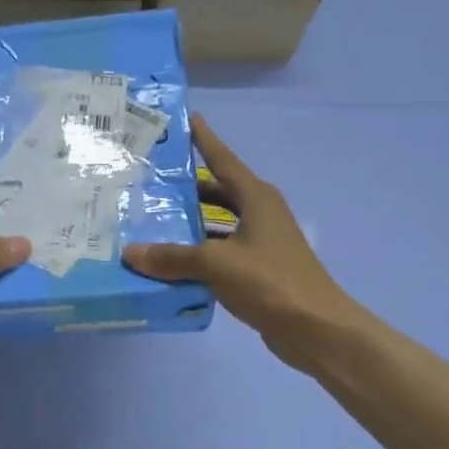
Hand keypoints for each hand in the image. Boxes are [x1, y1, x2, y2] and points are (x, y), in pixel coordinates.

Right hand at [123, 114, 367, 373]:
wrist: (318, 330)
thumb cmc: (271, 282)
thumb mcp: (216, 264)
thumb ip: (172, 257)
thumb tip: (130, 252)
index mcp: (256, 198)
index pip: (223, 159)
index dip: (204, 139)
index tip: (187, 118)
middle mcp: (260, 213)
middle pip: (218, 191)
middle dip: (187, 185)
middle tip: (150, 179)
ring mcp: (262, 242)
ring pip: (218, 222)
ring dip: (190, 222)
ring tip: (152, 219)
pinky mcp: (259, 269)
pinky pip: (221, 250)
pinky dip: (199, 252)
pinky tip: (171, 261)